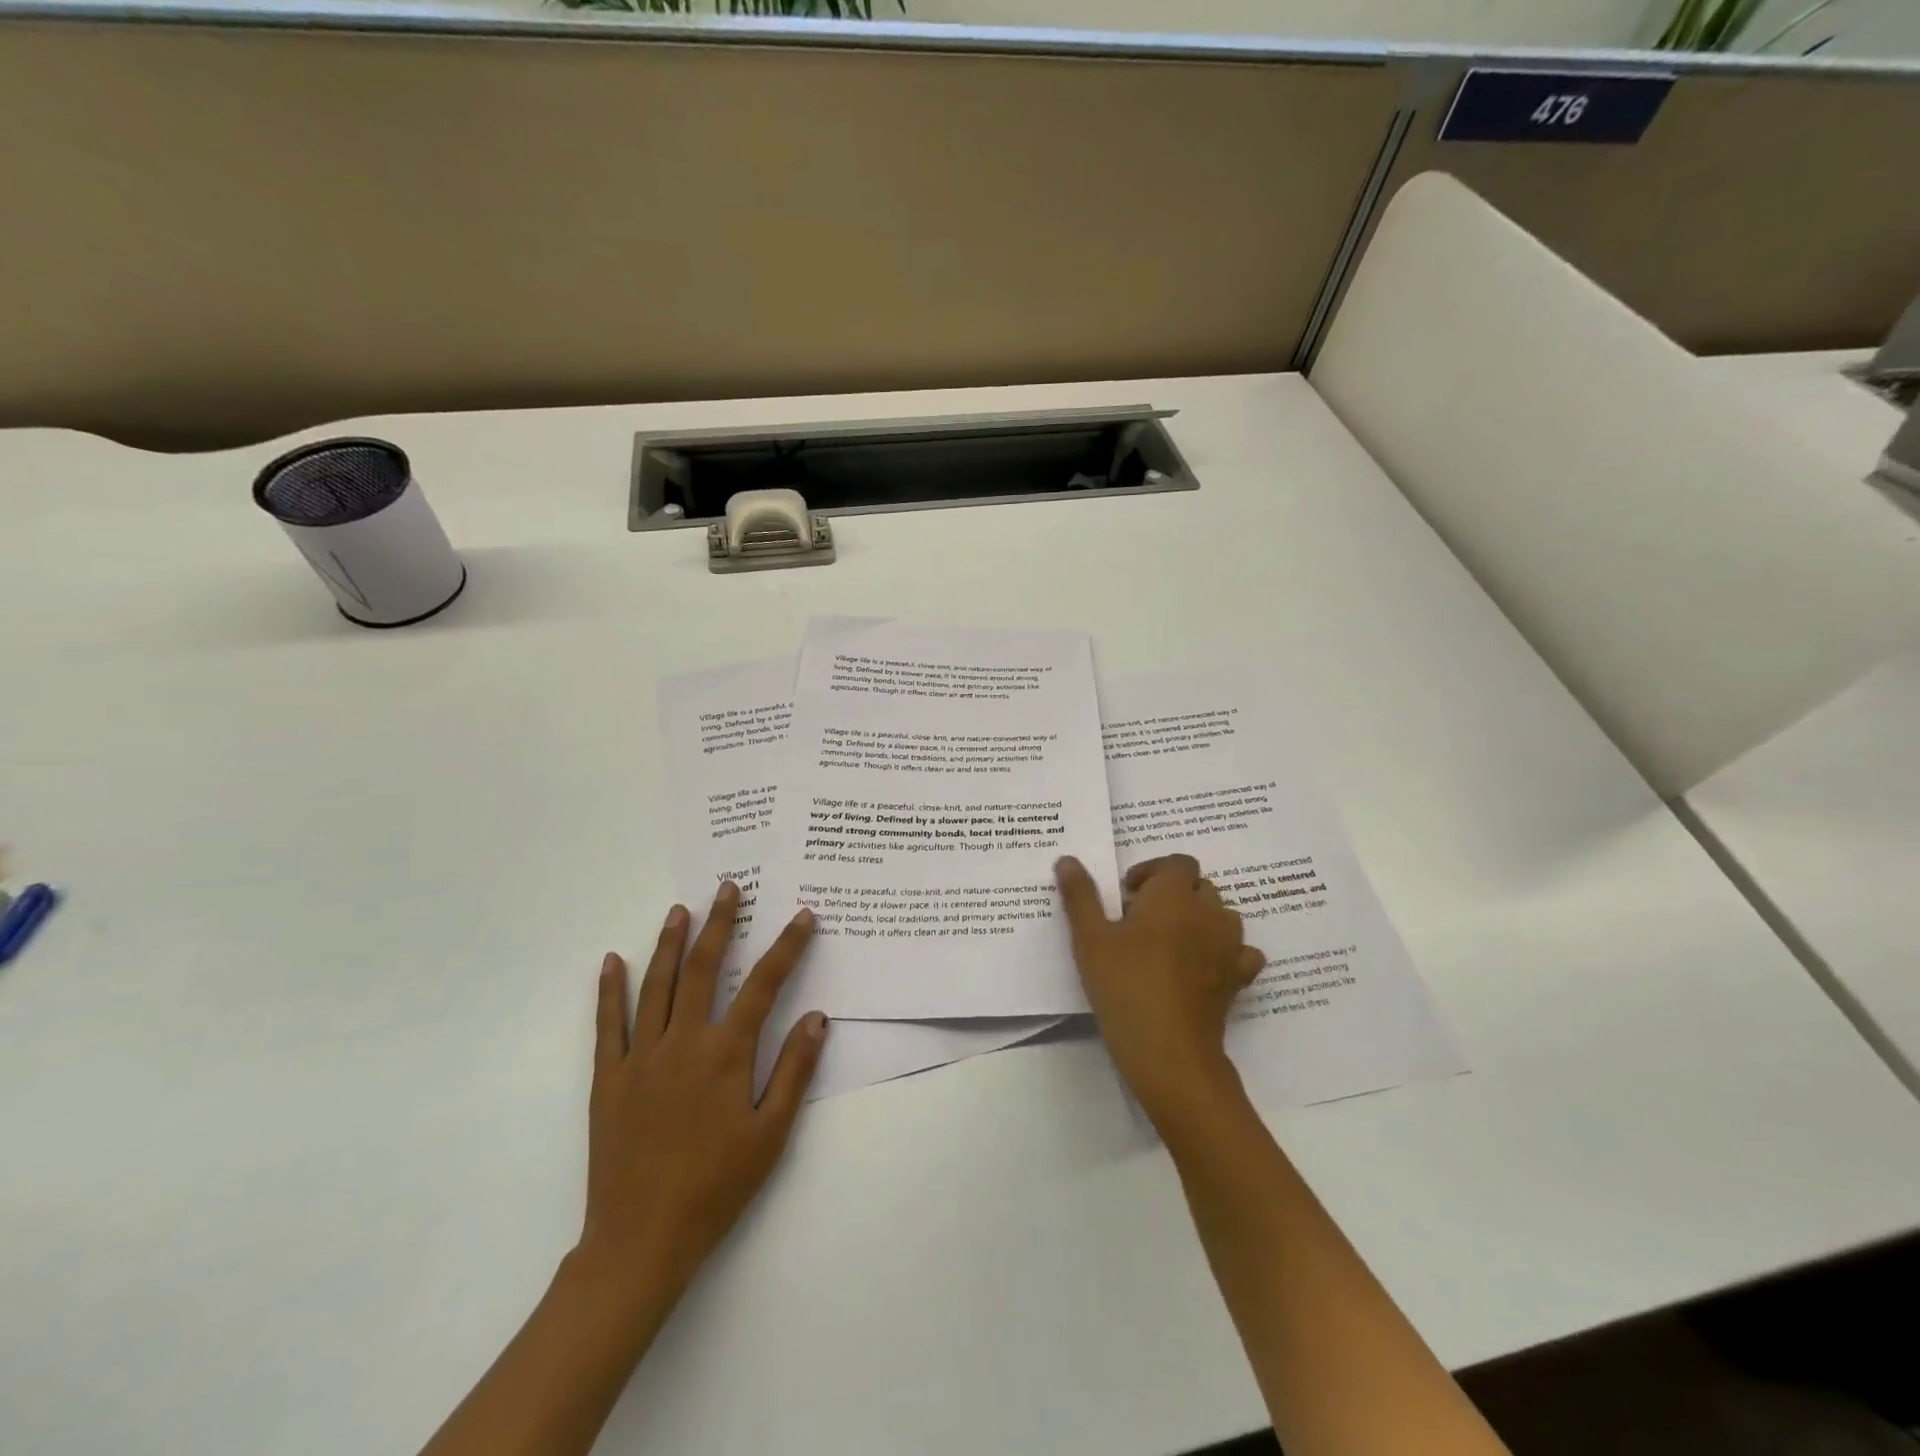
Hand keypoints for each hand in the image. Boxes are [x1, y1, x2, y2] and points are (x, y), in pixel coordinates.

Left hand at [578, 881, 828, 1305]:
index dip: (787, 947)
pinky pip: (608, 1023)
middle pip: (705, 969)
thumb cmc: (716, 1187)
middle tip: (728, 889)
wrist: (641, 1241)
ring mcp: (641, 1056)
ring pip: (657, 985)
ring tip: (680, 909)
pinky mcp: (609, 1077)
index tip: (802, 916)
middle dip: (720, 924)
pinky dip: (609, 989)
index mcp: (726, 1054)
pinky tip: (612, 960)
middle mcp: (683, 1042)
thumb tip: (818, 1016)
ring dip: (670, 943)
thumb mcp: (770, 1133)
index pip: (764, 985)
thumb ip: (794, 1070)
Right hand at [1055, 854, 1263, 1128]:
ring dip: (1201, 918)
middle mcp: (1208, 913)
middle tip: (1141, 918)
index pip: (1178, 863)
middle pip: (1200, 886)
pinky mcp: (1238, 979)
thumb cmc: (1124, 986)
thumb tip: (1068, 860)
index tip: (1128, 893)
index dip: (1153, 871)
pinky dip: (1226, 951)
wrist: (1168, 1050)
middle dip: (1174, 893)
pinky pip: (1242, 952)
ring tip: (1170, 941)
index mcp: (1173, 896)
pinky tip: (1205, 966)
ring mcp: (1229, 946)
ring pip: (1223, 915)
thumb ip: (1080, 896)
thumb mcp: (1089, 939)